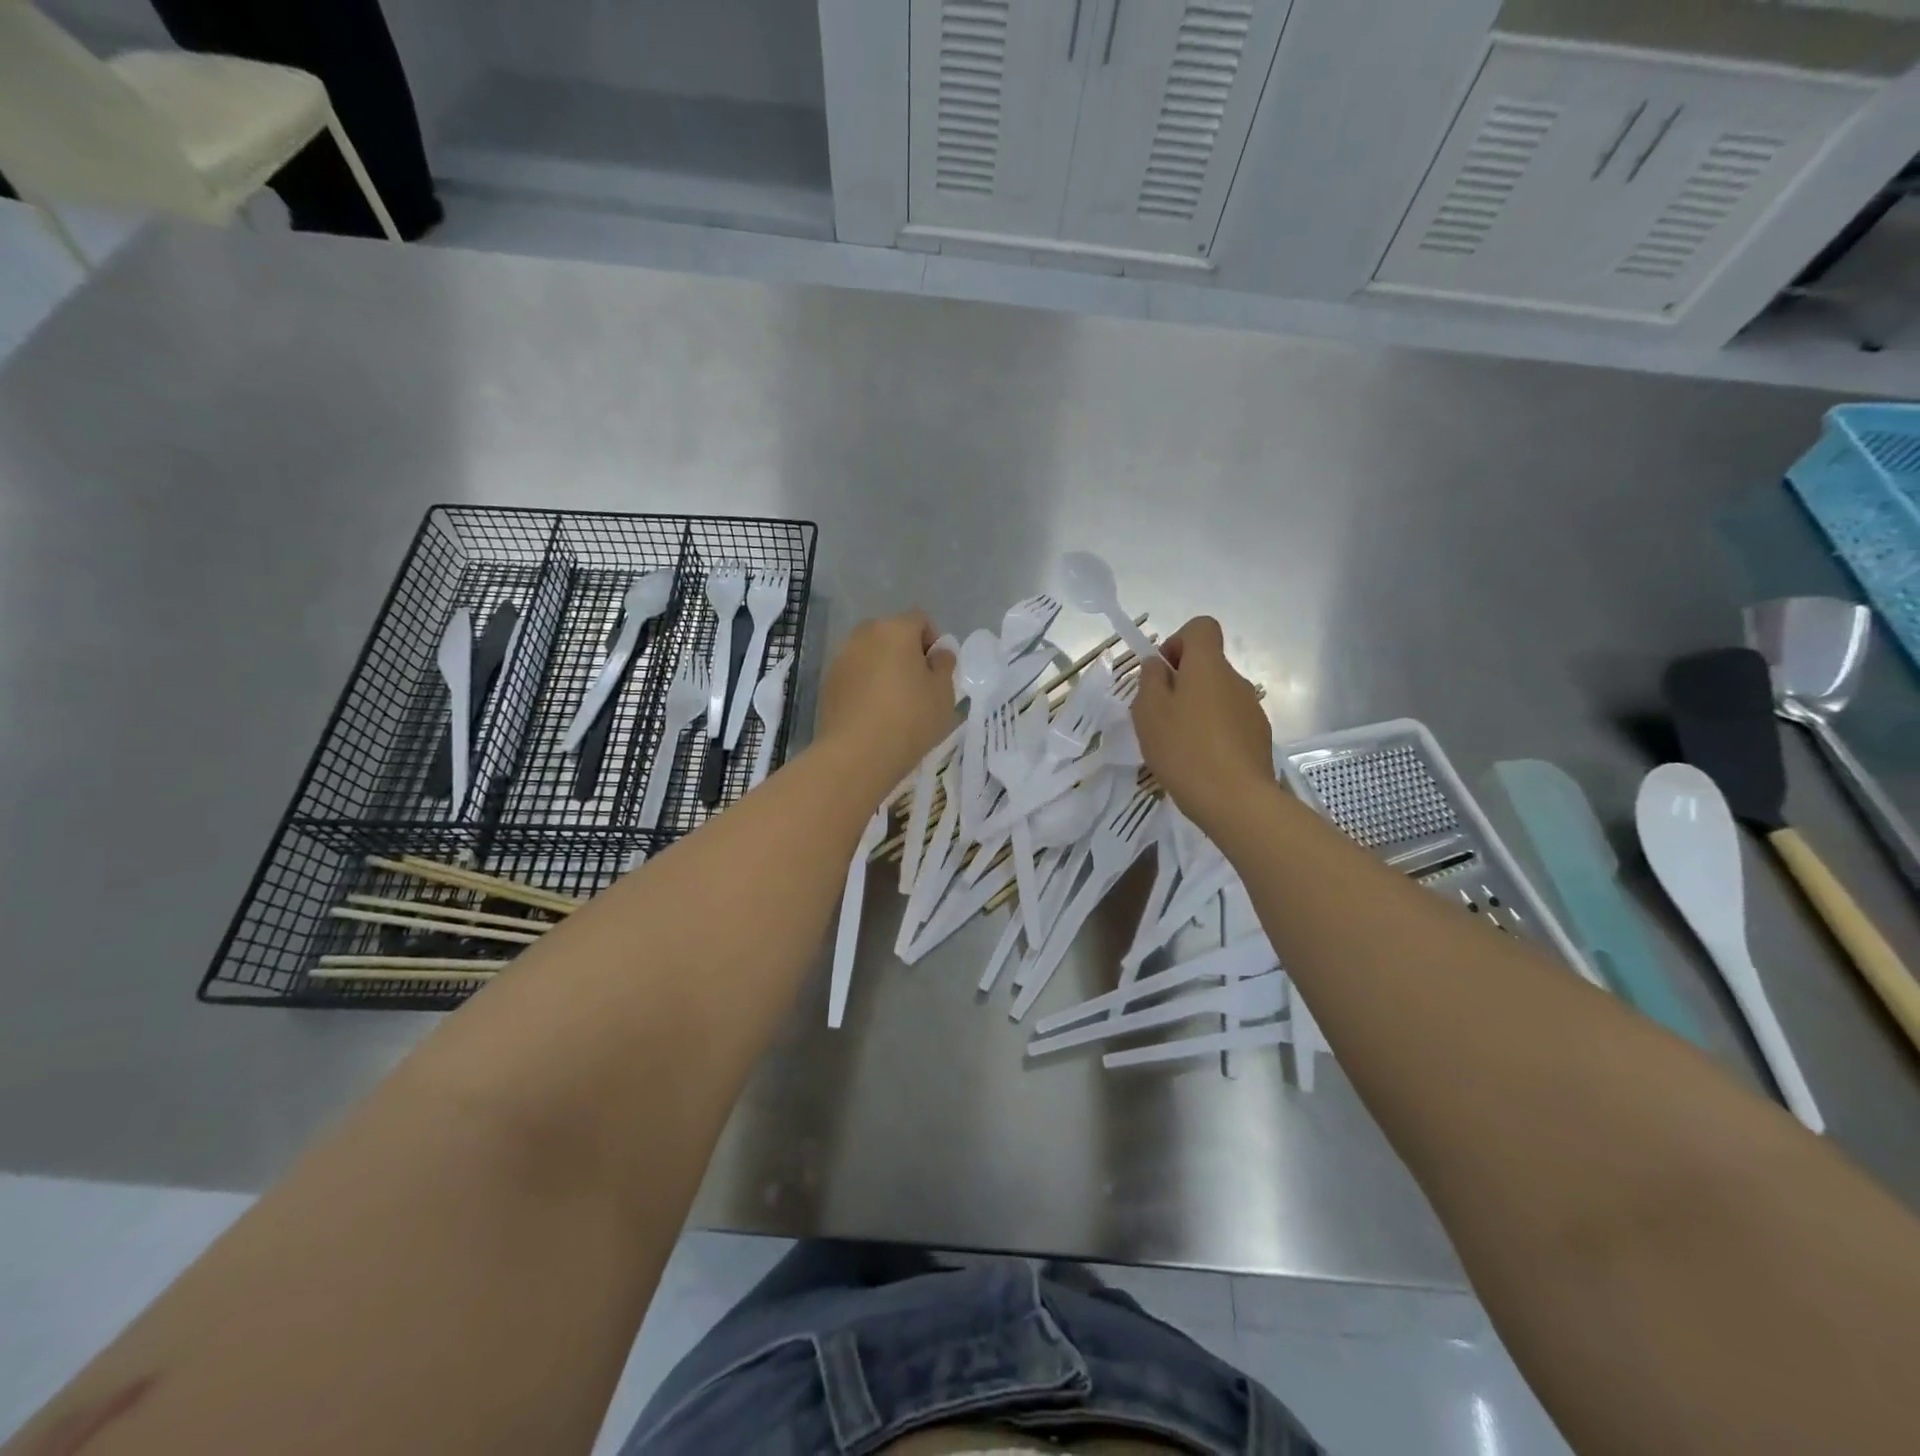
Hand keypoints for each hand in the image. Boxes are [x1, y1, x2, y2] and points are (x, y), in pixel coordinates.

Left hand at [816, 611, 957, 785]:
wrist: (857, 754)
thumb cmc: (910, 719)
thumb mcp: (943, 693)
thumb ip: (944, 665)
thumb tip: (938, 653)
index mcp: (896, 630)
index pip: (920, 620)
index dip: (933, 641)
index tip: (936, 671)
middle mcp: (864, 635)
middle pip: (891, 633)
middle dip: (905, 652)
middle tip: (917, 685)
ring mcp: (841, 658)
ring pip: (869, 654)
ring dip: (882, 668)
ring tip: (893, 702)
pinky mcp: (827, 683)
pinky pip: (853, 675)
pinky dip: (864, 685)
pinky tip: (872, 714)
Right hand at [1131, 616, 1274, 832]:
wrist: (1235, 800)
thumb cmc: (1184, 749)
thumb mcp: (1148, 712)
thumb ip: (1150, 680)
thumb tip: (1157, 664)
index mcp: (1208, 666)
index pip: (1201, 627)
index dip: (1179, 641)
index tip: (1163, 672)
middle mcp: (1235, 679)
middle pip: (1207, 665)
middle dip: (1182, 682)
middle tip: (1159, 716)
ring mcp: (1251, 709)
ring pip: (1217, 695)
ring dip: (1197, 709)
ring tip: (1178, 744)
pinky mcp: (1259, 736)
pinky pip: (1229, 721)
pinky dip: (1213, 732)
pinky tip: (1199, 761)